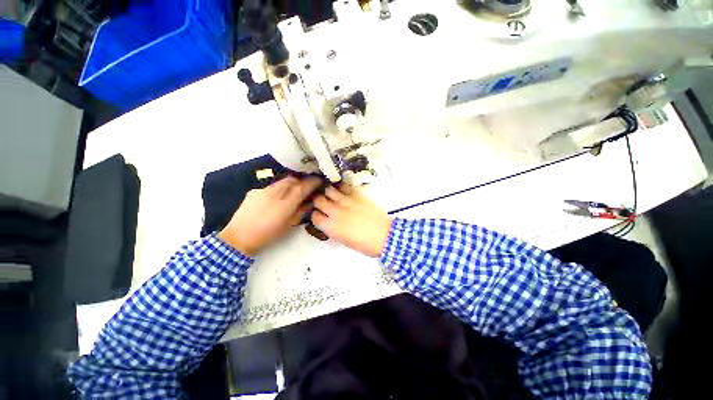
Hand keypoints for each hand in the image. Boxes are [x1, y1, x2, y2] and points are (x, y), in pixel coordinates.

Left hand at [218, 176, 321, 255]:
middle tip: (306, 186)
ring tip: (291, 192)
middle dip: (301, 181)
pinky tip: (274, 199)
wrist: (239, 237)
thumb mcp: (286, 227)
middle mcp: (274, 193)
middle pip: (292, 180)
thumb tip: (308, 203)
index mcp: (284, 205)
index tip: (319, 180)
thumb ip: (299, 213)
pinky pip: (269, 187)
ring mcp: (262, 190)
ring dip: (289, 185)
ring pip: (280, 182)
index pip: (302, 188)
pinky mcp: (254, 191)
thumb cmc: (265, 237)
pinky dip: (276, 190)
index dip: (312, 182)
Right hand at [311, 185, 393, 257]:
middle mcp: (335, 212)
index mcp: (331, 227)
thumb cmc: (366, 244)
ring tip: (333, 195)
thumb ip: (334, 231)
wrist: (385, 236)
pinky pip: (344, 185)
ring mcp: (346, 201)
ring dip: (329, 192)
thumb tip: (331, 225)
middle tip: (325, 204)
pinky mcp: (357, 194)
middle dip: (320, 202)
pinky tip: (344, 190)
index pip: (314, 216)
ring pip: (329, 190)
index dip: (317, 215)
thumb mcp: (345, 241)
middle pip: (318, 200)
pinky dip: (342, 186)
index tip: (321, 216)